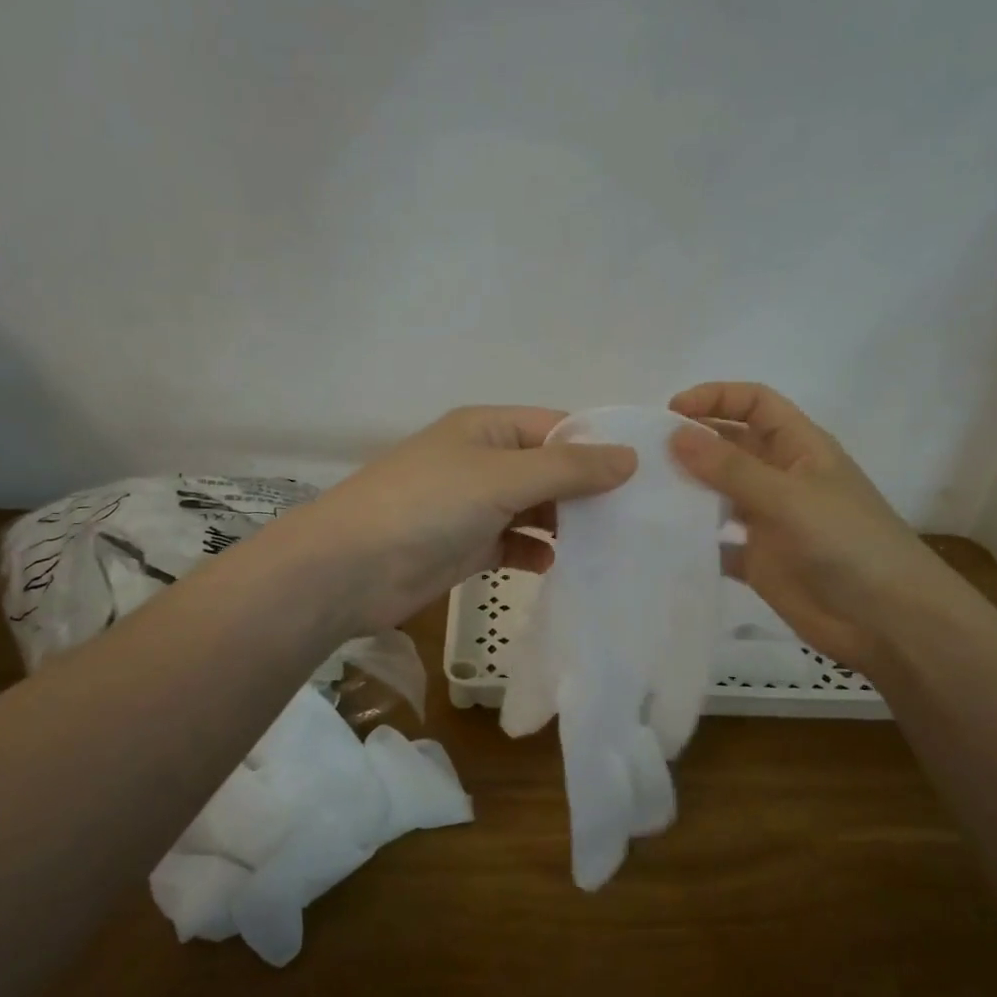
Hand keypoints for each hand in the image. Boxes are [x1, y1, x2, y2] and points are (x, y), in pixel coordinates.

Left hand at [280, 406, 636, 633]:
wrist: (349, 569)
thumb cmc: (428, 505)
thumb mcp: (503, 476)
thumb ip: (568, 468)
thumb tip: (629, 456)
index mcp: (488, 428)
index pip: (557, 426)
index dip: (599, 445)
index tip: (647, 473)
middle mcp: (483, 461)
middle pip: (549, 470)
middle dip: (587, 491)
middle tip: (639, 517)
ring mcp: (473, 506)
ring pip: (534, 509)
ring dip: (565, 525)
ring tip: (610, 545)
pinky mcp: (466, 547)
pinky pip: (514, 544)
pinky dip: (535, 553)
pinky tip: (554, 566)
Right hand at [667, 382, 951, 670]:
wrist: (886, 621)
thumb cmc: (847, 544)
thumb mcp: (789, 497)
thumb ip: (731, 468)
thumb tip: (674, 434)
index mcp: (799, 448)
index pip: (755, 404)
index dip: (715, 398)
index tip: (670, 412)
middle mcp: (781, 478)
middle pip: (731, 446)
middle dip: (692, 444)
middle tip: (643, 455)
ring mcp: (769, 520)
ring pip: (719, 493)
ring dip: (687, 490)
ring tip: (642, 493)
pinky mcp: (758, 560)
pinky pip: (716, 542)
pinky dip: (692, 540)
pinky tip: (660, 540)